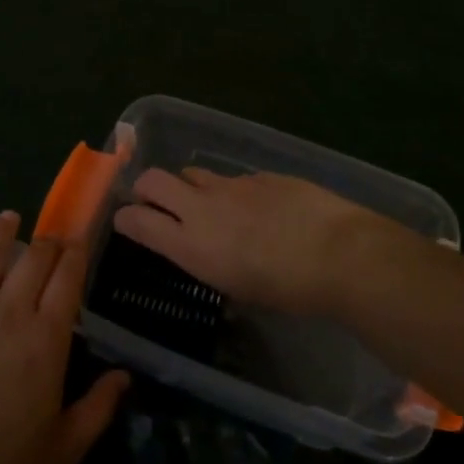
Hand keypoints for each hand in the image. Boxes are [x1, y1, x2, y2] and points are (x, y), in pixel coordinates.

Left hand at [0, 212, 128, 463]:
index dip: (75, 255)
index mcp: (45, 338)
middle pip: (32, 260)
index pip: (67, 280)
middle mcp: (7, 312)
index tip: (79, 240)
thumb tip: (125, 375)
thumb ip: (98, 408)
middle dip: (46, 242)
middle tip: (50, 234)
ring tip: (8, 218)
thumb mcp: (64, 450)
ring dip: (0, 233)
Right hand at [112, 169, 393, 317]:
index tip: (126, 222)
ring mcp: (231, 185)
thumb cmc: (289, 290)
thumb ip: (213, 263)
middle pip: (152, 180)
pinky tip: (261, 209)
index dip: (125, 219)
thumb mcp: (239, 289)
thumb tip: (211, 253)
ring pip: (192, 173)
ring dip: (191, 187)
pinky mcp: (260, 175)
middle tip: (155, 202)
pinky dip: (236, 192)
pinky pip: (235, 179)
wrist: (339, 253)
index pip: (136, 221)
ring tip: (211, 206)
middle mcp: (202, 208)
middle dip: (145, 189)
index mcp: (191, 245)